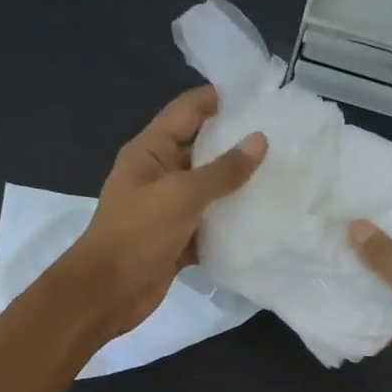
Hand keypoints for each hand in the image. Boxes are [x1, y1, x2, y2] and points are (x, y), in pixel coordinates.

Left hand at [59, 86, 265, 337]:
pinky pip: (209, 224)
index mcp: (151, 151)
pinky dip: (230, 224)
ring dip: (238, 187)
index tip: (261, 98)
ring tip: (282, 176)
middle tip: (283, 140)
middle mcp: (159, 174)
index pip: (187, 111)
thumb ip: (222, 170)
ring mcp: (168, 209)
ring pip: (209, 190)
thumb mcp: (181, 195)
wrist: (108, 292)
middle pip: (202, 149)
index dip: (219, 100)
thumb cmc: (138, 234)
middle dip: (237, 145)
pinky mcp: (178, 239)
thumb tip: (259, 141)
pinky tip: (262, 220)